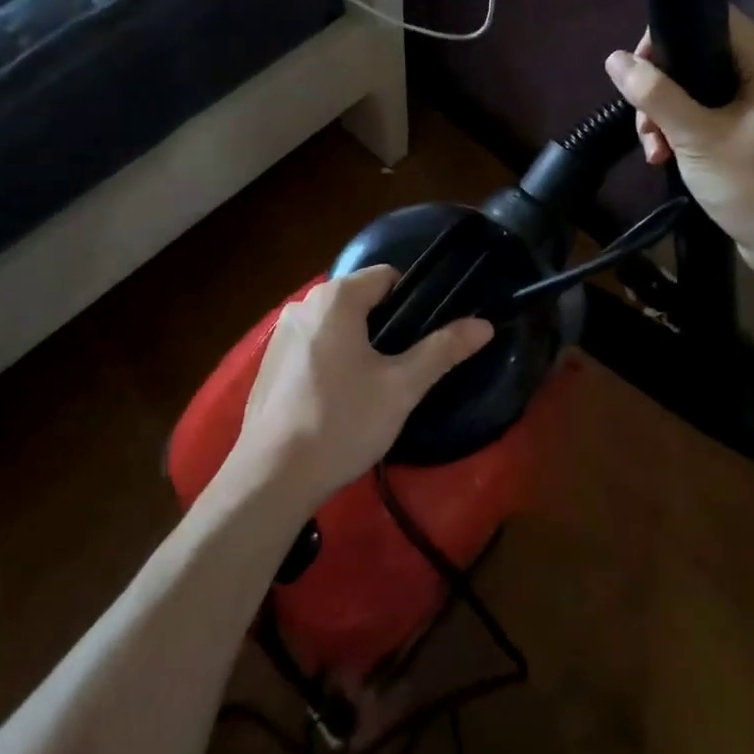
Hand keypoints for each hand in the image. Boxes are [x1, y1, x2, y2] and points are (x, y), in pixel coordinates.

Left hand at [227, 268, 493, 510]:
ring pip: (336, 325)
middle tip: (404, 368)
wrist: (271, 477)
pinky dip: (330, 360)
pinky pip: (313, 346)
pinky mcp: (269, 363)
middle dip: (385, 326)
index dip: (412, 302)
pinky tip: (337, 401)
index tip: (424, 338)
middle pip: (360, 299)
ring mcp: (281, 333)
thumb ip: (442, 350)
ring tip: (373, 387)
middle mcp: (304, 304)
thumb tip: (484, 324)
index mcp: (336, 297)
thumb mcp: (401, 387)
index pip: (387, 276)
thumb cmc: (342, 422)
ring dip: (357, 344)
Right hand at [604, 10, 753, 282]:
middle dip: (660, 87)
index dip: (668, 33)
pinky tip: (664, 157)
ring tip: (653, 148)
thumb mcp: (697, 137)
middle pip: (697, 55)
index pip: (712, 18)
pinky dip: (681, 131)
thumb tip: (614, 59)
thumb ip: (655, 95)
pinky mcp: (749, 133)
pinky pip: (705, 116)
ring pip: (696, 90)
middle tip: (644, 121)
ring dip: (665, 114)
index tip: (639, 68)